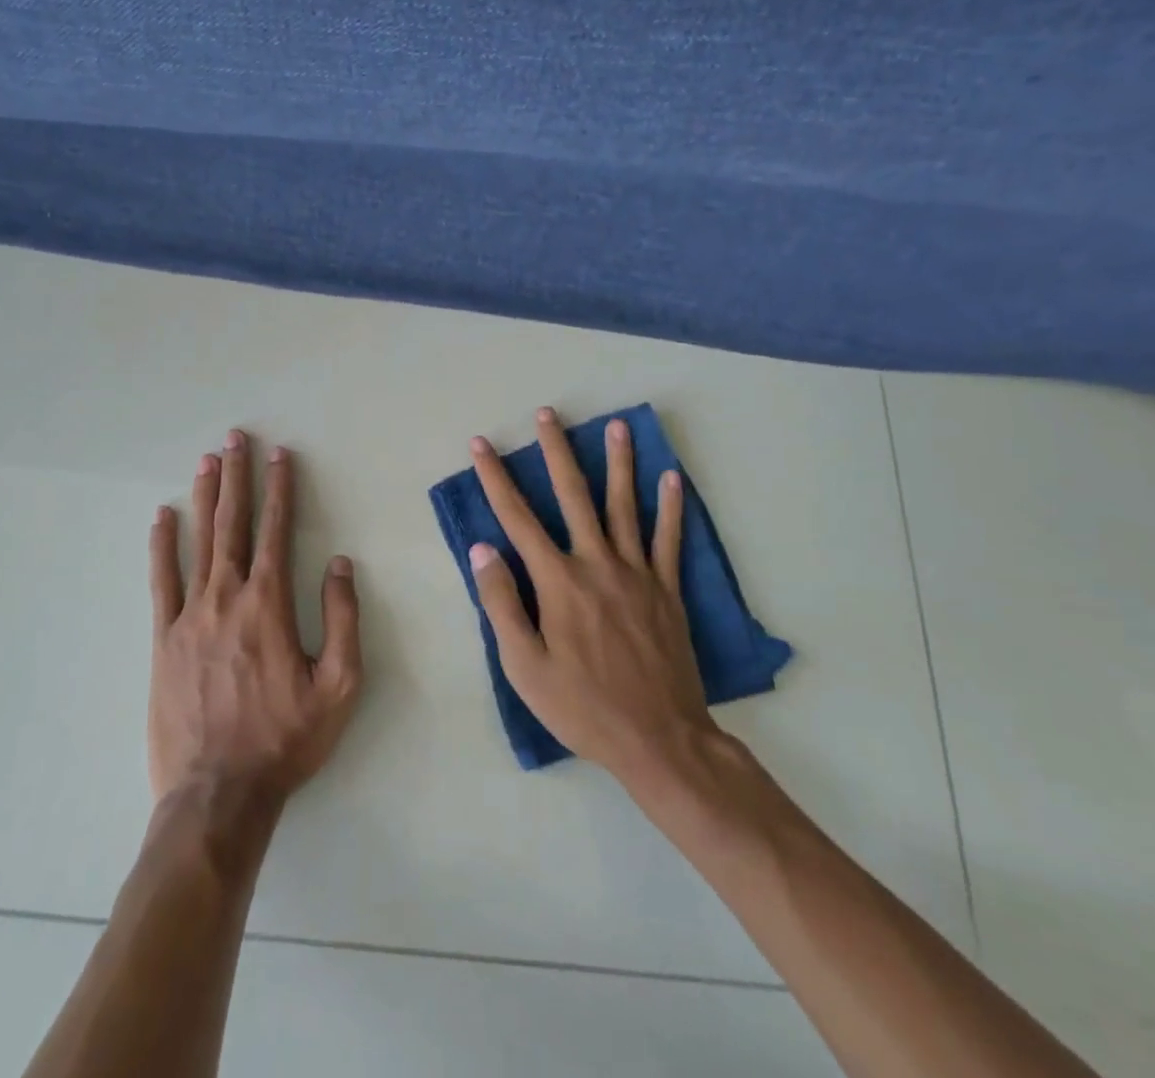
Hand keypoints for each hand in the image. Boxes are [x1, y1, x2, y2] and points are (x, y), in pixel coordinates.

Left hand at [148, 430, 362, 807]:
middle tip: (235, 438)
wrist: (217, 794)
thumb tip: (338, 563)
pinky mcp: (162, 640)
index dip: (281, 489)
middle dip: (237, 477)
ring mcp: (188, 616)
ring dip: (205, 498)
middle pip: (233, 524)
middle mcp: (226, 597)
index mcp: (269, 604)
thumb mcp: (339, 686)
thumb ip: (342, 619)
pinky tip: (162, 518)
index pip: (277, 530)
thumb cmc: (285, 740)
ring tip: (207, 461)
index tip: (280, 455)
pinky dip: (162, 546)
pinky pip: (161, 581)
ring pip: (198, 542)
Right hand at [469, 407, 721, 786]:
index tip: (482, 445)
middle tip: (548, 414)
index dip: (495, 479)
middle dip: (557, 451)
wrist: (660, 740)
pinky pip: (669, 539)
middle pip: (573, 496)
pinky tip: (672, 478)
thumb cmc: (582, 707)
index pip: (517, 518)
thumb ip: (502, 603)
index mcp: (558, 582)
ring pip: (625, 506)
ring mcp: (636, 573)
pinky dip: (671, 507)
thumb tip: (482, 549)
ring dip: (619, 463)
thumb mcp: (525, 667)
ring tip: (616, 426)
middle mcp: (597, 564)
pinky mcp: (666, 589)